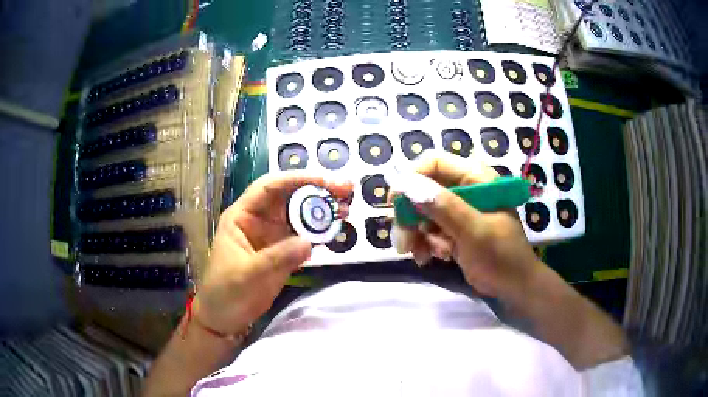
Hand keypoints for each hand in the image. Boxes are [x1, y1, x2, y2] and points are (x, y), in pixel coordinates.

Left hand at [193, 172, 352, 334]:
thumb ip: (277, 258)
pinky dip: (320, 231)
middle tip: (345, 189)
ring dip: (322, 209)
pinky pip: (303, 236)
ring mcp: (271, 236)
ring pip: (299, 214)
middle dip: (316, 190)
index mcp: (242, 216)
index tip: (324, 181)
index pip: (269, 187)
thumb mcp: (248, 275)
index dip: (296, 179)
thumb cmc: (226, 293)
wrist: (224, 318)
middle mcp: (258, 220)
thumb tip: (309, 242)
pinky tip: (336, 229)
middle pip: (288, 197)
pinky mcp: (282, 251)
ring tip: (346, 208)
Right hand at [392, 151, 541, 297]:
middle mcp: (465, 189)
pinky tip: (431, 258)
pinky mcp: (454, 229)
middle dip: (411, 216)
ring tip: (421, 255)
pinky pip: (428, 229)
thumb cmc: (501, 255)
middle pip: (424, 189)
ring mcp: (458, 210)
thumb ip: (443, 207)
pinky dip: (425, 243)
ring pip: (422, 212)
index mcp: (476, 178)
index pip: (435, 162)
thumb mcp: (474, 231)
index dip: (411, 178)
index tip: (395, 202)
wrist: (514, 287)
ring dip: (416, 234)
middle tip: (403, 241)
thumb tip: (405, 184)